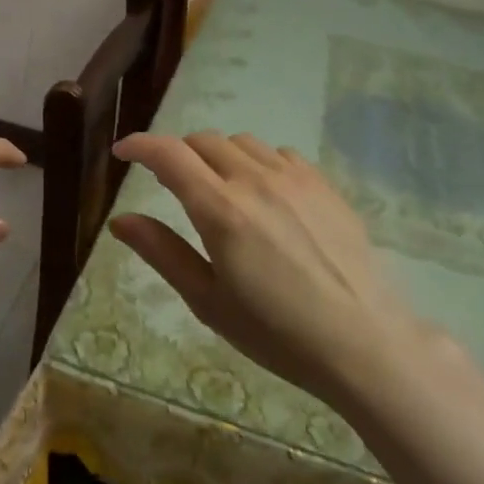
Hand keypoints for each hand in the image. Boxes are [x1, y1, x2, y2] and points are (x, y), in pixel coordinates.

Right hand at [110, 131, 451, 407]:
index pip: (169, 155)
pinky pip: (281, 154)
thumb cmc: (276, 332)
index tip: (123, 152)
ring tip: (218, 187)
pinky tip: (264, 194)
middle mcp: (256, 180)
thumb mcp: (208, 300)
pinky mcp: (325, 185)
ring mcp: (296, 178)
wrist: (363, 341)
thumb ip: (162, 252)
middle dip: (178, 153)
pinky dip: (258, 163)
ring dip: (218, 155)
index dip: (140, 145)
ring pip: (243, 143)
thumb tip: (121, 220)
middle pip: (204, 141)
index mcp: (221, 210)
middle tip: (169, 181)